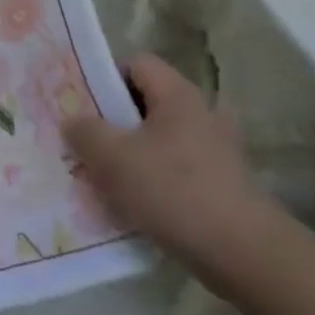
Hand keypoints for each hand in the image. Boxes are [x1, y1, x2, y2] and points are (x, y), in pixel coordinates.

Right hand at [63, 53, 270, 275]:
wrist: (241, 251)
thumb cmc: (173, 190)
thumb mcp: (113, 158)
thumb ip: (85, 132)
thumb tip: (73, 121)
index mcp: (178, 95)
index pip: (136, 63)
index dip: (105, 78)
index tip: (82, 106)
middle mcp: (201, 113)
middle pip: (146, 103)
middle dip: (112, 122)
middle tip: (85, 143)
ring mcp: (215, 149)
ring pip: (158, 139)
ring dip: (130, 155)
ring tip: (103, 178)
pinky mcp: (221, 182)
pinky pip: (175, 169)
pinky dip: (152, 180)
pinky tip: (133, 204)